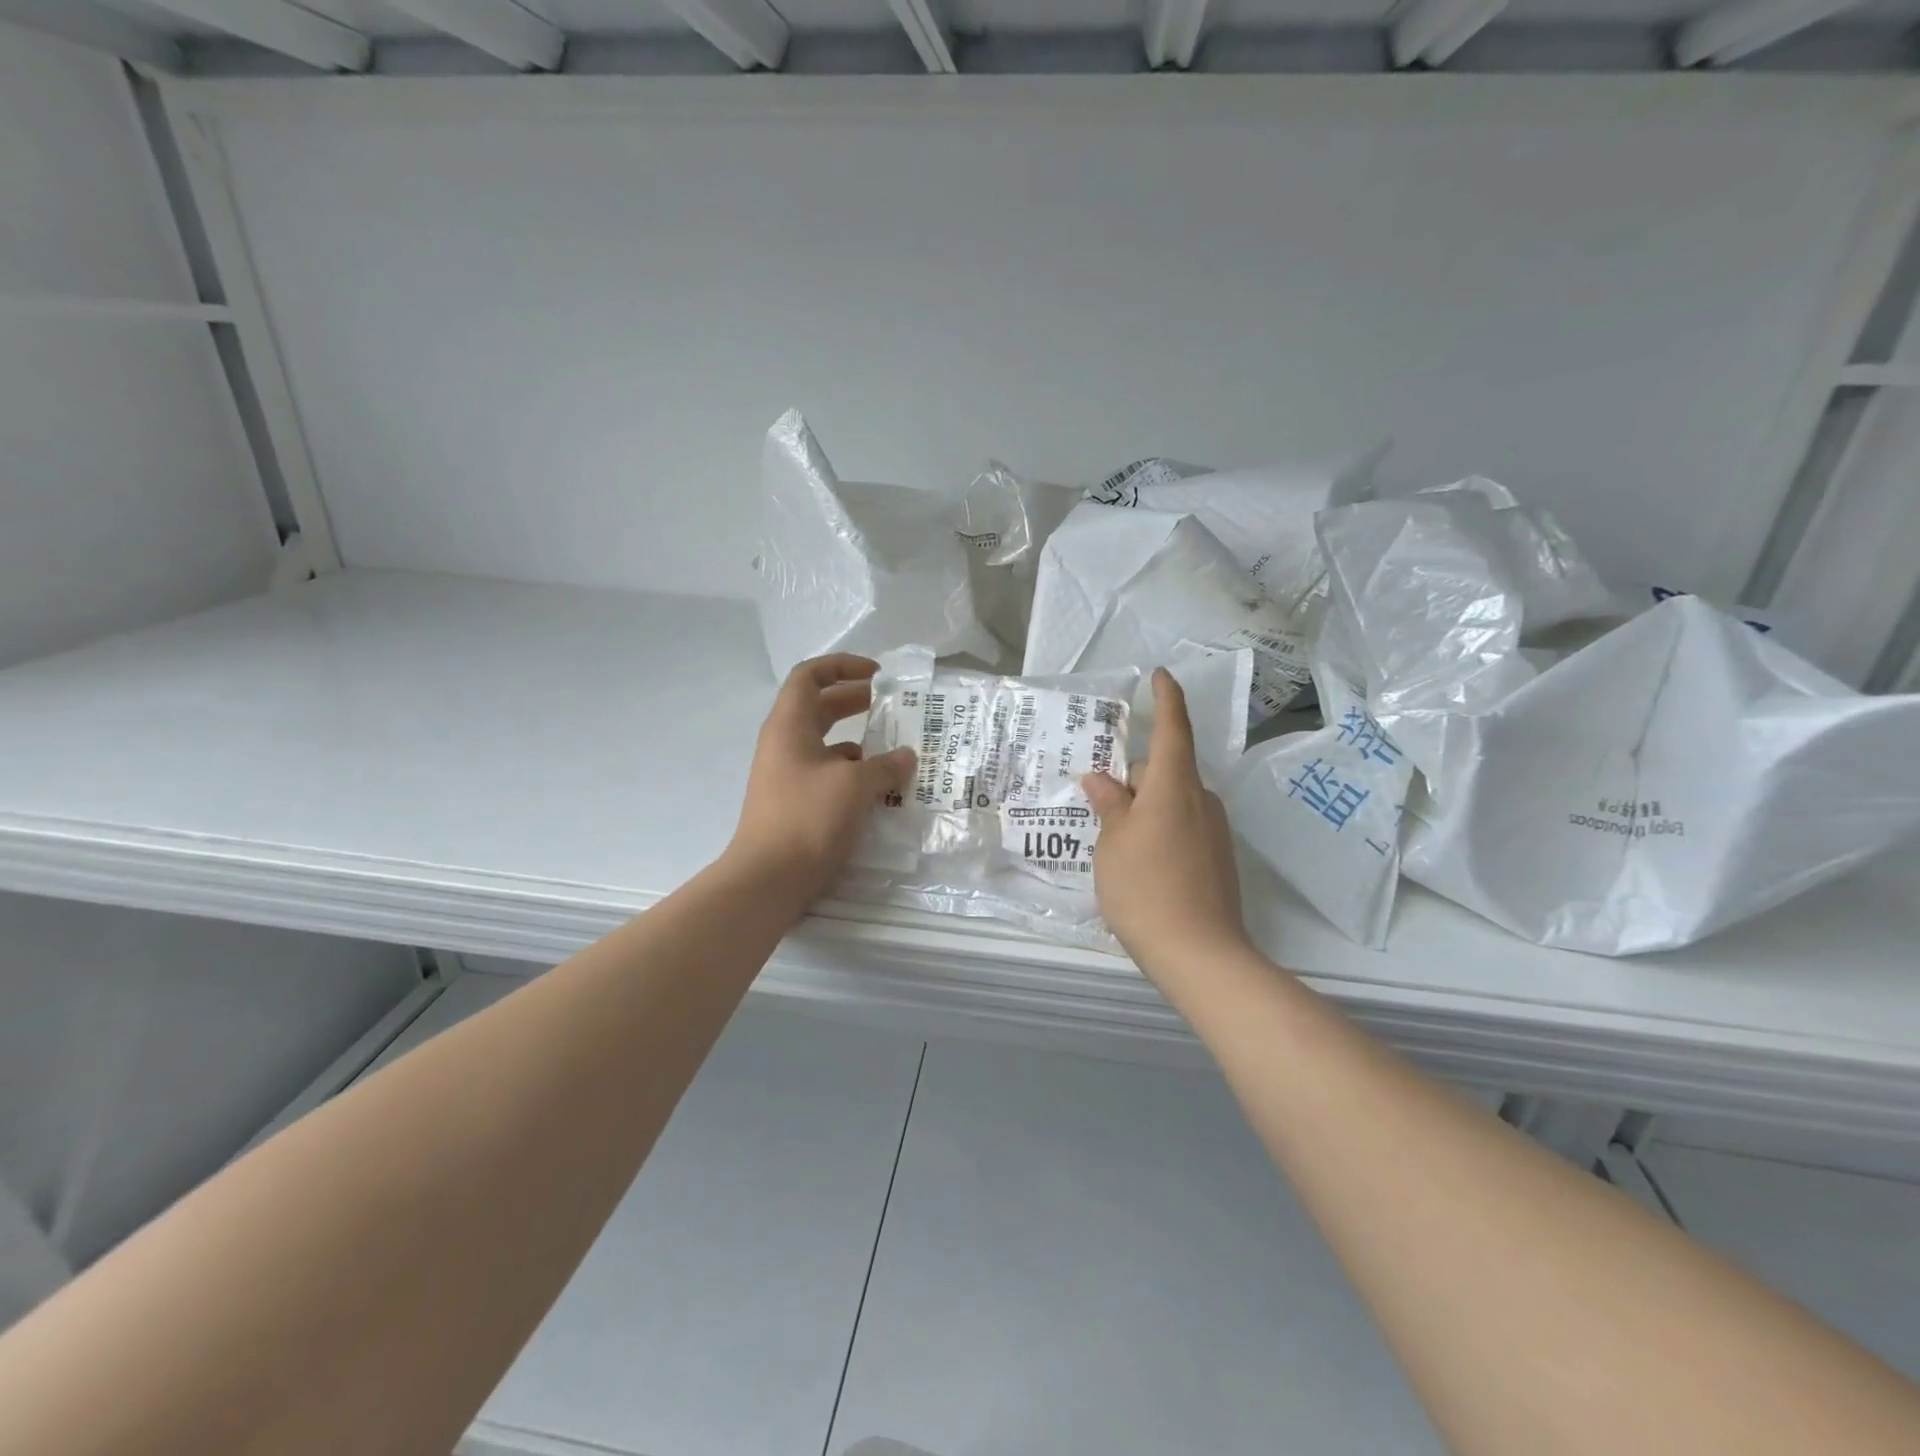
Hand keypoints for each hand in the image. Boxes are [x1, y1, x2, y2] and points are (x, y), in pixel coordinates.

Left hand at [727, 654, 916, 907]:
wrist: (769, 879)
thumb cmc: (808, 818)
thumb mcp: (854, 784)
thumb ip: (885, 765)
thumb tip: (907, 756)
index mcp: (790, 725)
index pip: (810, 676)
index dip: (842, 666)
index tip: (877, 675)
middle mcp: (785, 744)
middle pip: (820, 708)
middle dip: (856, 701)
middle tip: (893, 706)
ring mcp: (788, 776)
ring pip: (827, 745)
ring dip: (861, 742)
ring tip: (897, 750)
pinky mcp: (797, 804)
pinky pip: (829, 776)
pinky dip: (855, 775)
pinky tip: (883, 788)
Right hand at [1084, 668, 1251, 980]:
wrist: (1200, 955)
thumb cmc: (1145, 888)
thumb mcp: (1112, 844)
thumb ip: (1108, 805)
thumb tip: (1100, 779)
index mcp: (1174, 787)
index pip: (1173, 729)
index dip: (1166, 699)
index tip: (1159, 676)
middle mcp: (1201, 800)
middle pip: (1164, 771)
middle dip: (1133, 779)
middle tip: (1098, 805)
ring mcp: (1214, 831)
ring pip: (1172, 801)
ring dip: (1144, 808)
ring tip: (1113, 844)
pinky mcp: (1218, 858)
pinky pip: (1183, 826)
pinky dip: (1159, 830)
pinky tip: (1139, 866)